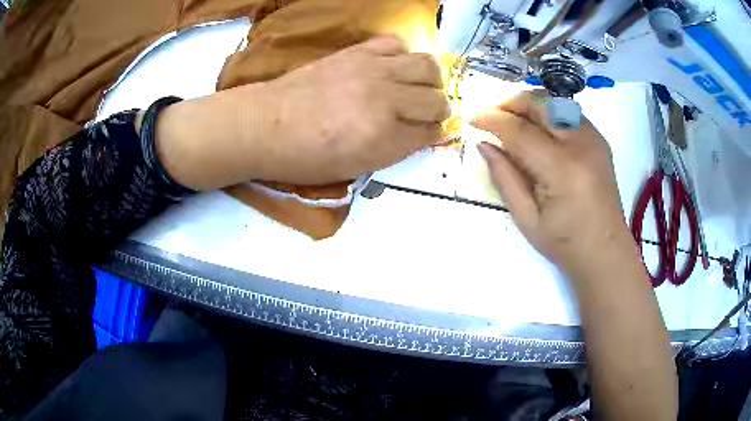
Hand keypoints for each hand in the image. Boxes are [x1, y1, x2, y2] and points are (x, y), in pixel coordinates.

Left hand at [155, 36, 448, 190]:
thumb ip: (392, 150)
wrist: (265, 125)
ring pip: (427, 65)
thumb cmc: (303, 157)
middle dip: (438, 109)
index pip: (430, 133)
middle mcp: (385, 100)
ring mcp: (372, 71)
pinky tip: (392, 66)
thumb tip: (417, 133)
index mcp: (383, 139)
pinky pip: (395, 43)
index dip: (432, 134)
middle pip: (436, 99)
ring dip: (430, 79)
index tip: (427, 133)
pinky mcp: (356, 52)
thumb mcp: (353, 168)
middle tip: (427, 112)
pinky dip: (402, 55)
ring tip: (418, 86)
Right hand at [472, 91, 636, 280]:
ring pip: (555, 103)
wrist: (606, 252)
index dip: (492, 119)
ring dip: (528, 105)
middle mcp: (581, 145)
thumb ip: (504, 178)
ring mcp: (594, 139)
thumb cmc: (565, 243)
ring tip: (511, 121)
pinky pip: (567, 113)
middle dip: (510, 102)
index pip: (520, 130)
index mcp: (562, 169)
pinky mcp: (599, 141)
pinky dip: (547, 114)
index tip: (472, 119)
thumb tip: (484, 144)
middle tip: (491, 115)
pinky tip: (538, 131)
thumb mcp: (526, 219)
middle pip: (540, 104)